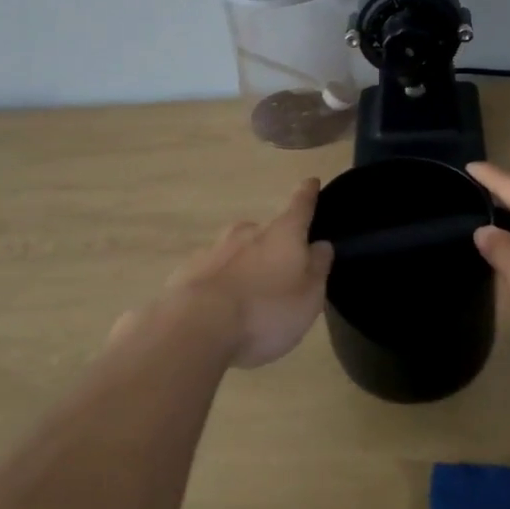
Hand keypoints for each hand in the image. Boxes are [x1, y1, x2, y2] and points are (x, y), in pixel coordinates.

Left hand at [156, 178, 334, 368]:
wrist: (197, 326)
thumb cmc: (266, 310)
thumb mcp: (309, 295)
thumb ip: (317, 267)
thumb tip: (320, 244)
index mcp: (282, 233)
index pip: (300, 205)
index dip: (308, 193)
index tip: (311, 181)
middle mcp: (247, 231)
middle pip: (266, 231)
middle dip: (274, 245)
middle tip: (280, 271)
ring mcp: (214, 248)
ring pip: (237, 250)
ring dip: (246, 264)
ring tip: (250, 296)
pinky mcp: (189, 271)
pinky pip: (213, 271)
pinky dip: (221, 282)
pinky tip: (221, 307)